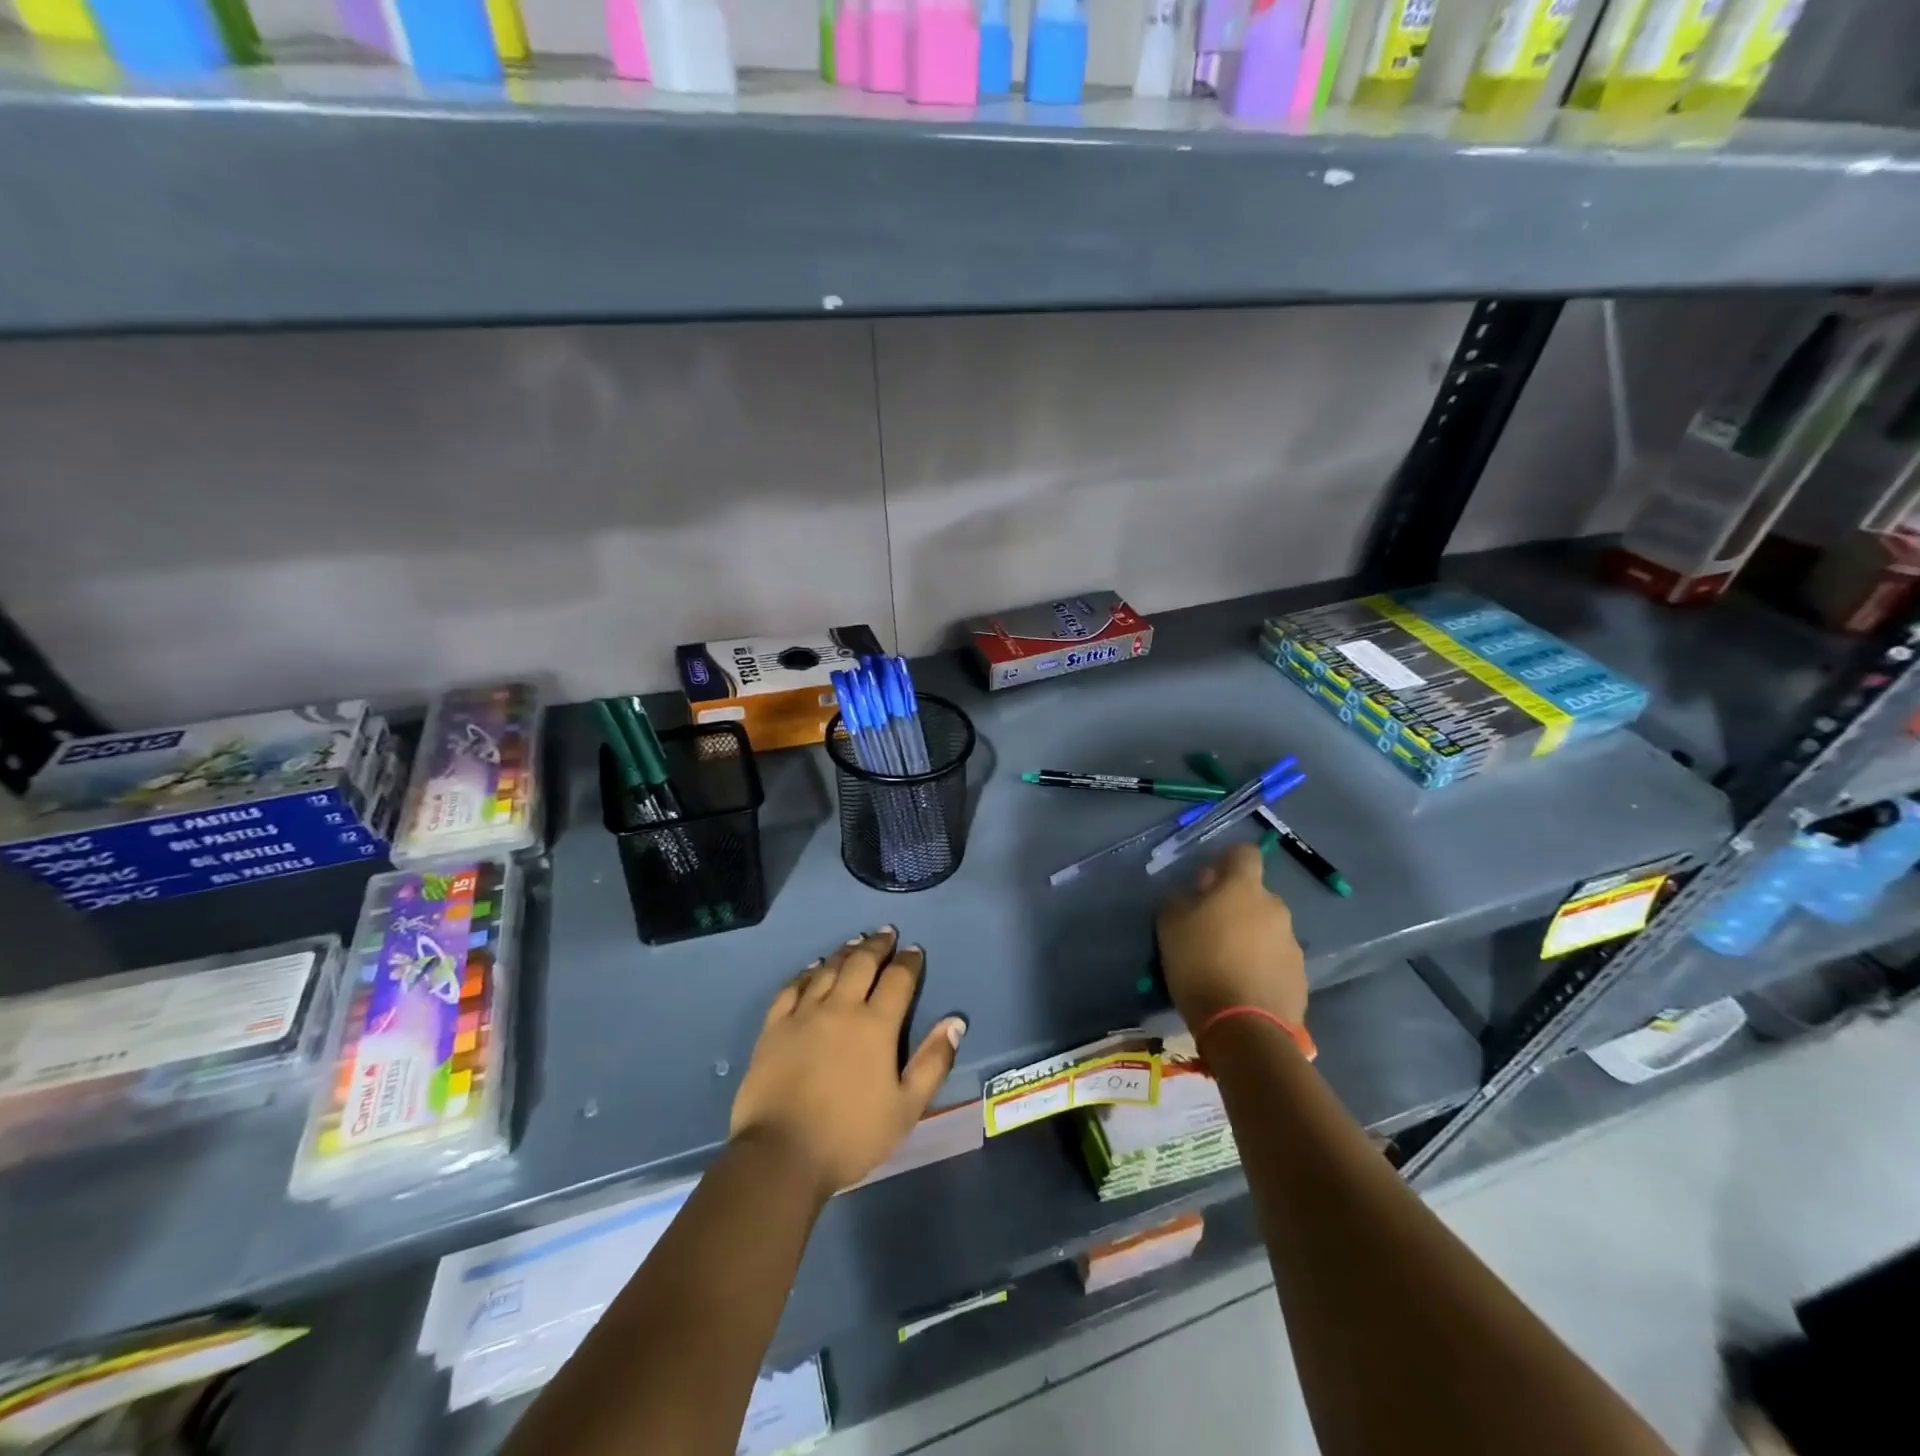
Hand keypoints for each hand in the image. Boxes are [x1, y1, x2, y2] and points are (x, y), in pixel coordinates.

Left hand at [730, 927, 966, 1199]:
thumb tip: (955, 1022)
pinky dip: (806, 972)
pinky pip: (792, 987)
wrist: (781, 1155)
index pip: (898, 979)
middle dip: (877, 945)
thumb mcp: (906, 1108)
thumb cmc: (851, 1136)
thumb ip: (933, 1062)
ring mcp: (803, 1014)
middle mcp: (841, 1008)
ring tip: (855, 942)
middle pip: (861, 963)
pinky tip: (813, 968)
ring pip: (828, 969)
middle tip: (886, 932)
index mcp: (876, 1025)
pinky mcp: (774, 1026)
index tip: (914, 950)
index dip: (908, 961)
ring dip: (845, 952)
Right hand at [1156, 842, 1307, 1032]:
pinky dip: (1261, 966)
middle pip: (1255, 895)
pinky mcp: (1301, 977)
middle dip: (1236, 906)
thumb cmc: (1200, 964)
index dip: (1227, 861)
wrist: (1243, 1027)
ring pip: (1267, 929)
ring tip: (1226, 964)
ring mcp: (1292, 943)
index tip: (1209, 881)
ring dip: (1250, 937)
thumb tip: (1195, 893)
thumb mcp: (1169, 925)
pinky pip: (1276, 960)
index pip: (1244, 853)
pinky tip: (1242, 987)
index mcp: (1243, 888)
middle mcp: (1275, 908)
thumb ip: (1181, 899)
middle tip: (1211, 930)